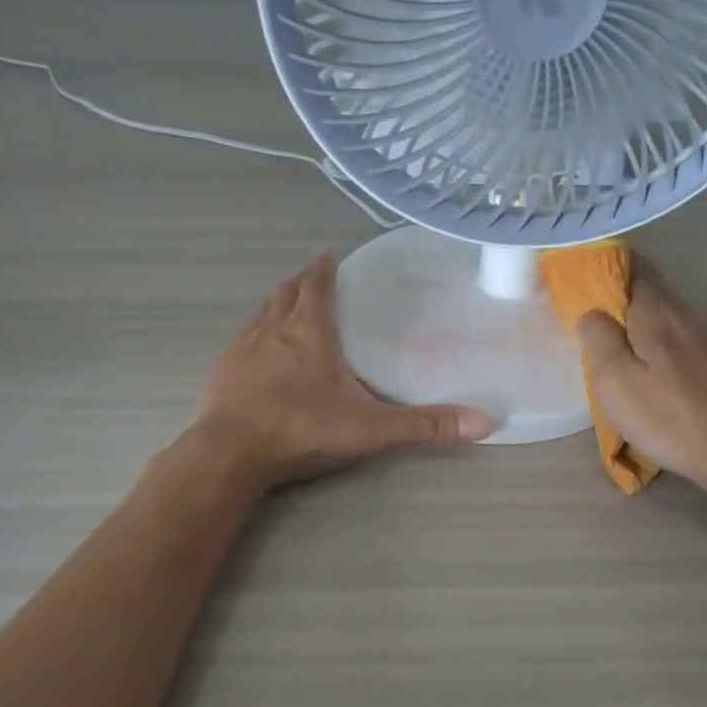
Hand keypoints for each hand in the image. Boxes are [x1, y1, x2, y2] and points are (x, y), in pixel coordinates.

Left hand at [192, 252, 492, 489]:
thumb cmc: (302, 430)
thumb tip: (484, 422)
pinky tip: (258, 349)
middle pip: (286, 293)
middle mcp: (273, 331)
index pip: (316, 287)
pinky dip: (255, 332)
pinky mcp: (222, 370)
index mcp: (309, 333)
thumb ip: (424, 426)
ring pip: (261, 313)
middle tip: (313, 275)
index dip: (324, 269)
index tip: (329, 254)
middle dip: (301, 281)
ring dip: (277, 304)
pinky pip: (242, 339)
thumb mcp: (370, 429)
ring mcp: (242, 349)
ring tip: (288, 304)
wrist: (230, 453)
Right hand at [576, 260, 706, 495]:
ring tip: (616, 340)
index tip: (580, 280)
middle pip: (650, 284)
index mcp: (655, 309)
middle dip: (619, 290)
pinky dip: (658, 337)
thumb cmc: (669, 415)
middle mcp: (684, 312)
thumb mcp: (615, 379)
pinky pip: (680, 334)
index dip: (605, 264)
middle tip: (591, 313)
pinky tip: (652, 364)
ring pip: (666, 311)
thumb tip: (592, 313)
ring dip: (639, 316)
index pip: (632, 264)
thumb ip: (599, 337)